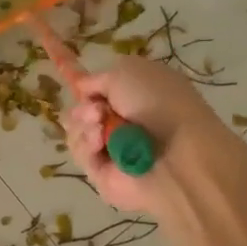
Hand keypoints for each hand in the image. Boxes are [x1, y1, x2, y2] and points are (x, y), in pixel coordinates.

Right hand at [62, 57, 229, 214]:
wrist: (175, 153)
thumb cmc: (158, 103)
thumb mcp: (126, 72)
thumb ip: (97, 78)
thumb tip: (82, 86)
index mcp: (136, 94)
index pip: (100, 90)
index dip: (84, 87)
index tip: (71, 81)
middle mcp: (124, 121)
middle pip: (82, 111)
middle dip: (83, 108)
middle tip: (96, 112)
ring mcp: (113, 149)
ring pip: (78, 131)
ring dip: (84, 125)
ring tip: (99, 127)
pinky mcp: (103, 173)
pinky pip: (81, 154)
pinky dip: (86, 144)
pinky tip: (99, 143)